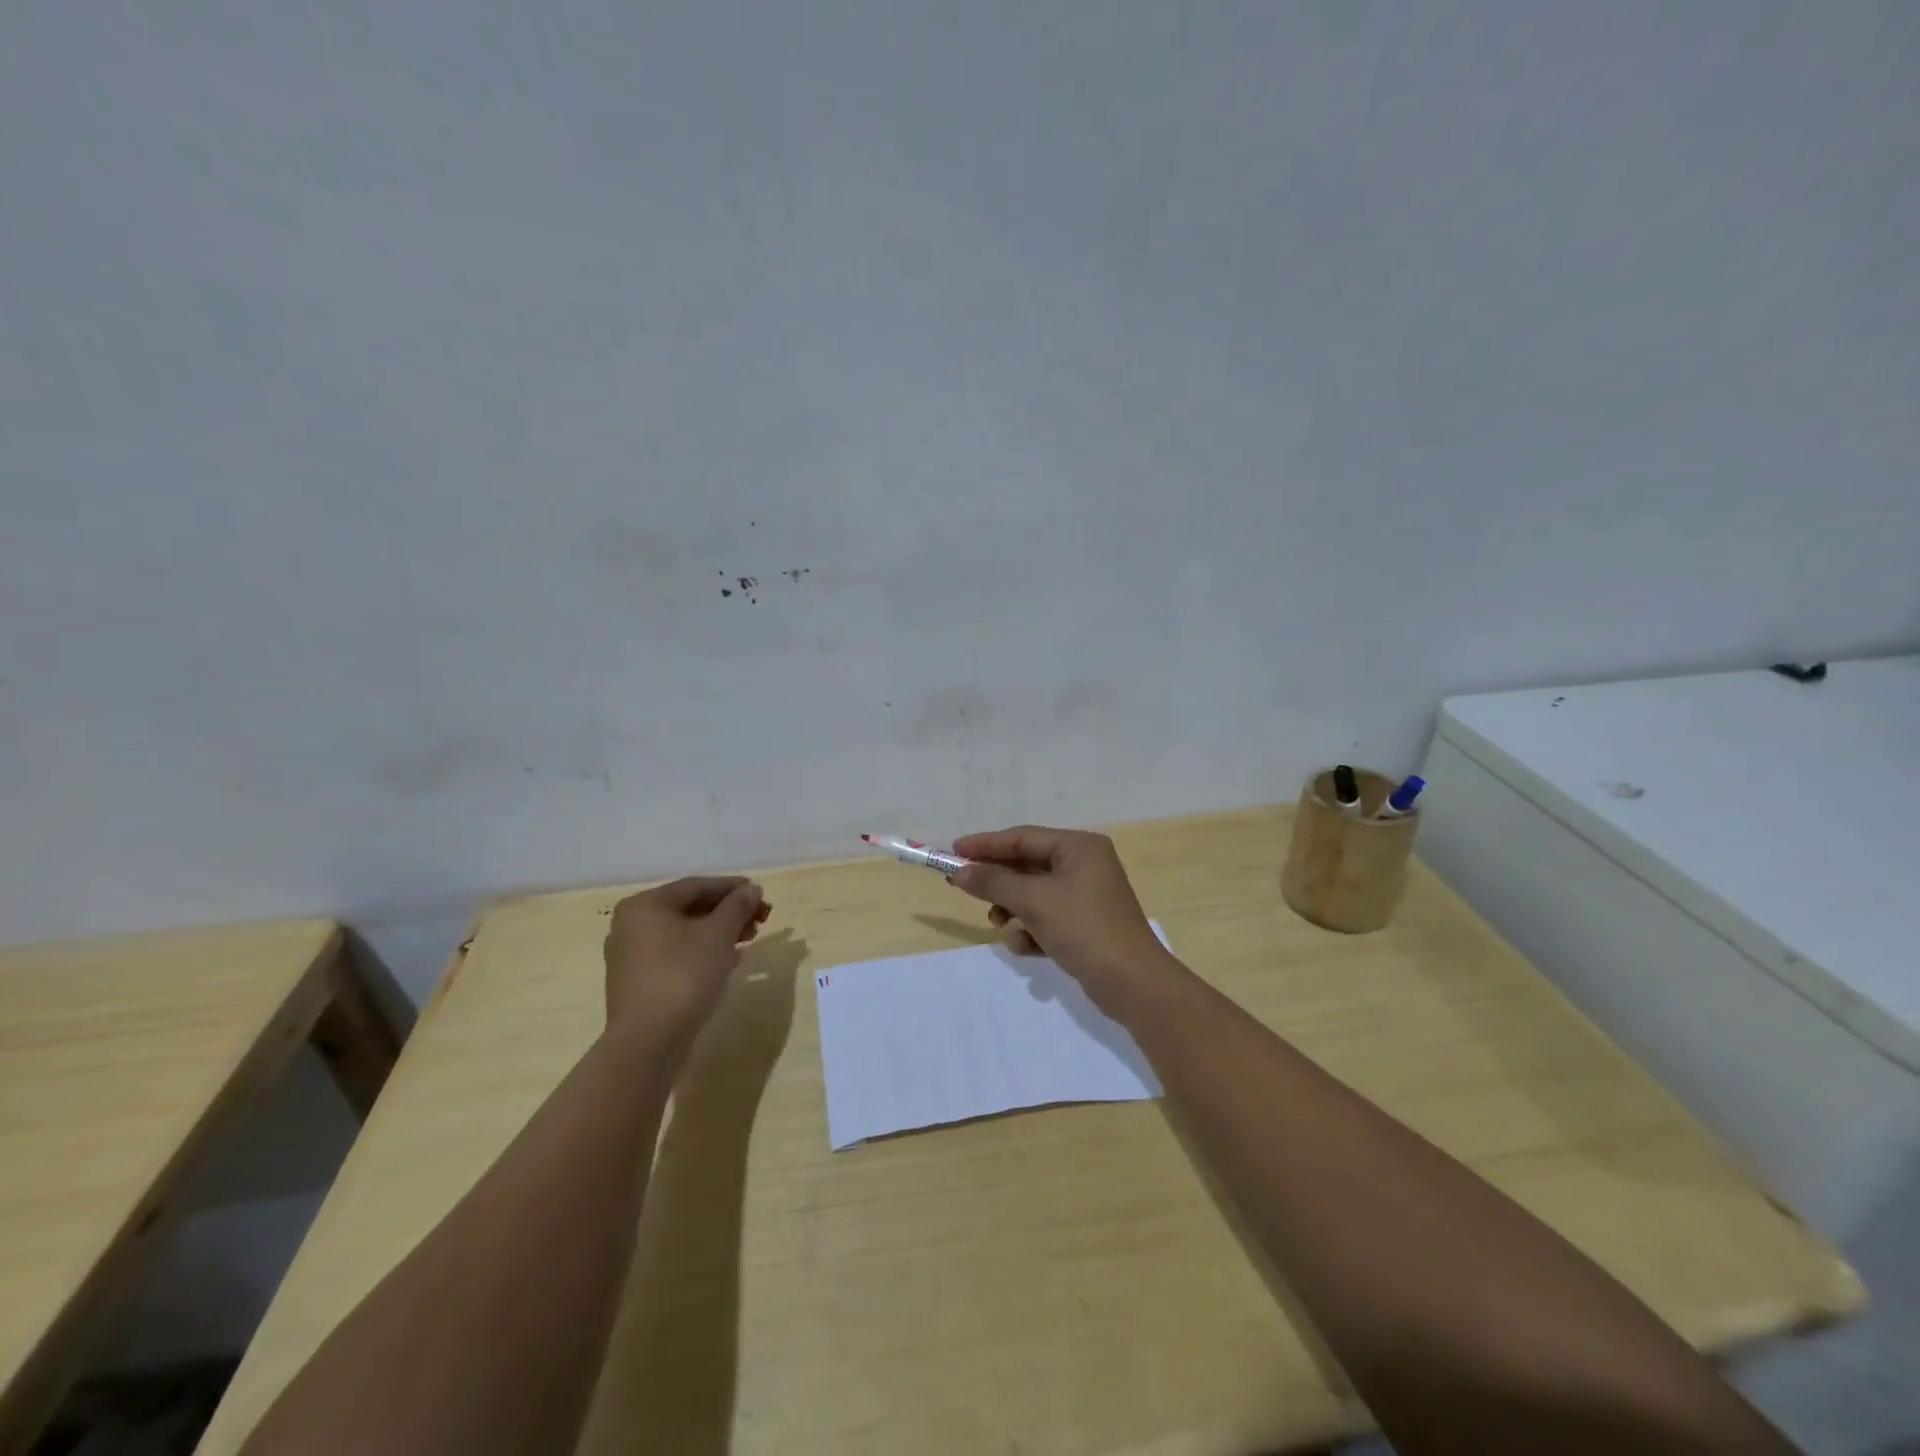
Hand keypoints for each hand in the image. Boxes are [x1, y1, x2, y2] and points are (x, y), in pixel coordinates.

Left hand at [602, 877, 771, 1047]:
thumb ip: (737, 906)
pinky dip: (702, 952)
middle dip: (728, 912)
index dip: (732, 887)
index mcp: (645, 905)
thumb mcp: (718, 935)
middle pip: (689, 909)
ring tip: (749, 940)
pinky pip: (675, 955)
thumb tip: (751, 889)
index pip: (696, 886)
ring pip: (683, 933)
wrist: (648, 1043)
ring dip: (718, 933)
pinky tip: (728, 961)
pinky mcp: (637, 982)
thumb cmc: (683, 976)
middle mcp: (631, 925)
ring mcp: (630, 955)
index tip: (760, 894)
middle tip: (760, 920)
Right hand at [948, 826, 1181, 1016]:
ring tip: (999, 923)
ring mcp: (1086, 897)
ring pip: (1034, 894)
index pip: (1023, 837)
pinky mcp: (1085, 926)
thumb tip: (960, 872)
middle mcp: (1084, 865)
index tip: (953, 852)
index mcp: (1079, 848)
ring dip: (1013, 908)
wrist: (1133, 984)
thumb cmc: (1084, 928)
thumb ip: (994, 882)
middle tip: (962, 887)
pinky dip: (1032, 930)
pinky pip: (1047, 918)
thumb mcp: (1034, 901)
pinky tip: (1027, 947)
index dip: (986, 844)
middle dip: (998, 881)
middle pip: (1027, 865)